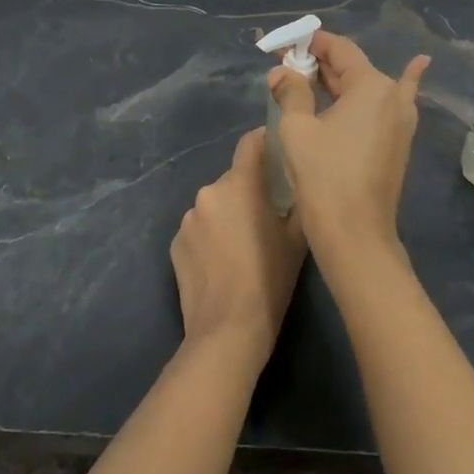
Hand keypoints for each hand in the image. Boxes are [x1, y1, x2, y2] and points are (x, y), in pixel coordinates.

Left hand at [171, 129, 306, 368]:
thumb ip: (297, 203)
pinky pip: (199, 229)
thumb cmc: (270, 281)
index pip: (251, 143)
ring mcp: (188, 219)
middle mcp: (209, 192)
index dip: (266, 143)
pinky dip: (210, 237)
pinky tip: (222, 264)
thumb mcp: (297, 240)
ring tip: (243, 246)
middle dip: (249, 190)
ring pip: (215, 205)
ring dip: (228, 214)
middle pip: (234, 178)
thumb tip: (299, 184)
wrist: (227, 330)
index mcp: (240, 185)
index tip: (278, 156)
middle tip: (267, 215)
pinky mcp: (174, 243)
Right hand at [269, 31, 429, 263]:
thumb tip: (281, 71)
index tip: (284, 45)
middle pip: (353, 68)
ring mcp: (402, 121)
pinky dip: (399, 83)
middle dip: (319, 64)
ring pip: (367, 88)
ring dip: (340, 80)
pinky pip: (390, 105)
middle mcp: (394, 96)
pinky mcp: (399, 143)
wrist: (354, 233)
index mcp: (372, 86)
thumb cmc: (323, 176)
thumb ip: (291, 91)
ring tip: (312, 73)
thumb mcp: (297, 128)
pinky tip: (418, 65)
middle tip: (286, 64)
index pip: (340, 49)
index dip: (310, 43)